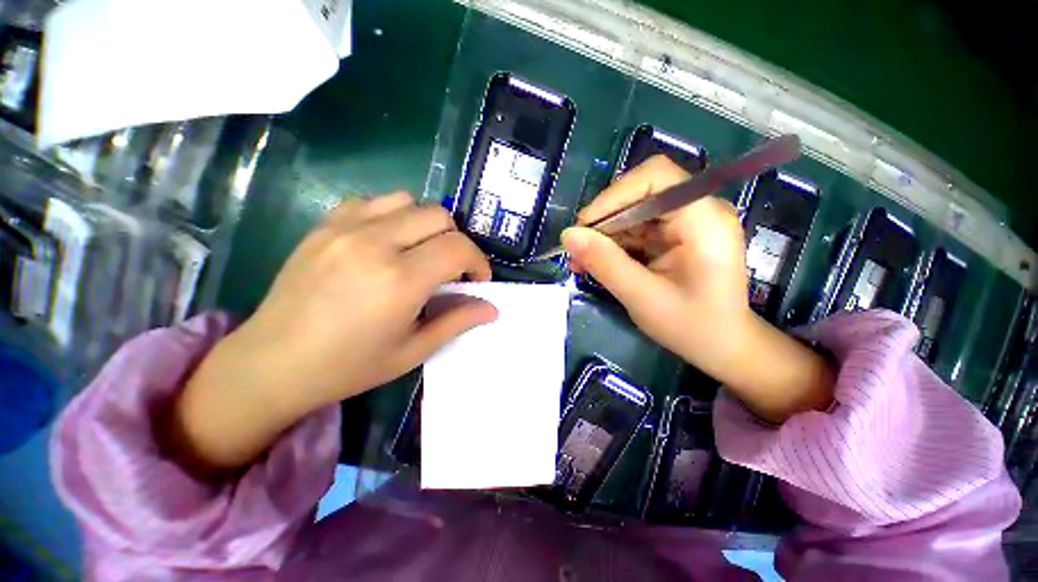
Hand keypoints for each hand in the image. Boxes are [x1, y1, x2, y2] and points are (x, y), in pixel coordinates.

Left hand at [168, 193, 496, 472]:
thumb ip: (457, 321)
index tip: (476, 280)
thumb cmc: (349, 366)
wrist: (272, 363)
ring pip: (408, 201)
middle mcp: (375, 243)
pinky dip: (392, 215)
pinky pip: (372, 202)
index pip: (459, 248)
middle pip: (439, 216)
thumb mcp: (413, 350)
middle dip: (456, 241)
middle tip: (449, 270)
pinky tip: (386, 242)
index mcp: (400, 280)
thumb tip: (492, 308)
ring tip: (419, 253)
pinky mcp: (324, 225)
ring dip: (426, 225)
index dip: (478, 262)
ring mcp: (345, 228)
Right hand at [563, 155, 832, 422]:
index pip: (656, 177)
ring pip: (634, 211)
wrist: (723, 346)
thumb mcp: (642, 297)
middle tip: (577, 248)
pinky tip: (596, 262)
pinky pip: (637, 228)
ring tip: (581, 261)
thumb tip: (568, 235)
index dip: (615, 195)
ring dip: (604, 234)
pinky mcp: (676, 235)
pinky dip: (614, 243)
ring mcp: (687, 222)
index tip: (585, 226)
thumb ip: (605, 263)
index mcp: (704, 219)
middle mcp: (699, 211)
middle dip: (604, 219)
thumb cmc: (692, 326)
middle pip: (641, 192)